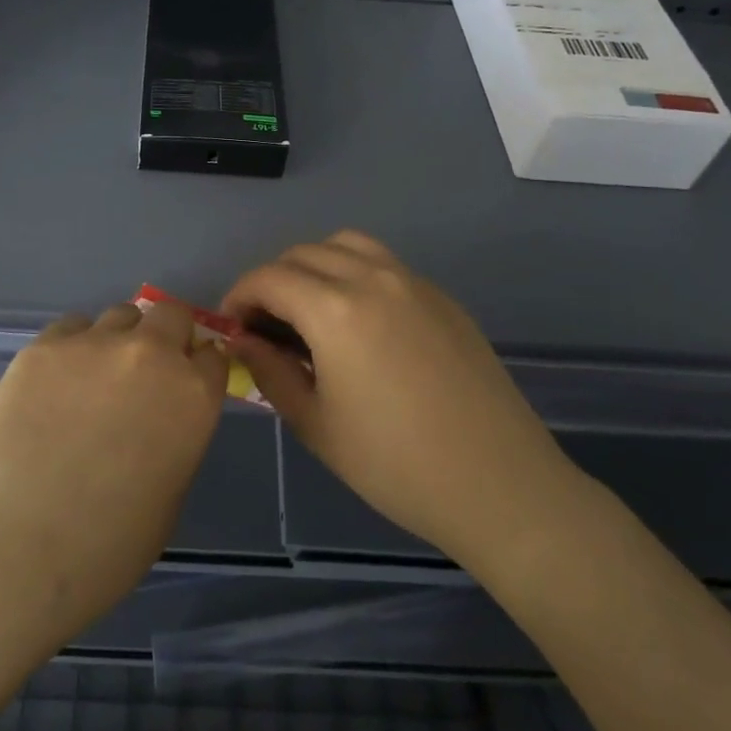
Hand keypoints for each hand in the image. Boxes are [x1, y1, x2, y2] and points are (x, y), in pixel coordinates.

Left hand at [0, 300, 227, 657]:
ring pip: (120, 316)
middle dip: (168, 338)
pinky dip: (73, 349)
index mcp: (192, 397)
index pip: (214, 358)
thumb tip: (161, 421)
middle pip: (172, 316)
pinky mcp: (42, 347)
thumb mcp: (168, 500)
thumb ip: (176, 441)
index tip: (187, 385)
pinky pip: (71, 330)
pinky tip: (53, 388)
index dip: (200, 370)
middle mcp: (150, 355)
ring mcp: (93, 345)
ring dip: (119, 340)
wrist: (9, 550)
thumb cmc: (103, 549)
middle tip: (145, 376)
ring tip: (93, 383)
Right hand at [222, 231, 576, 565]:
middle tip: (265, 326)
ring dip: (314, 266)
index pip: (269, 278)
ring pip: (347, 245)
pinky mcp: (442, 297)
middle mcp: (373, 279)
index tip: (232, 327)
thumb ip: (270, 372)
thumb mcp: (316, 424)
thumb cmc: (395, 465)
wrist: (499, 485)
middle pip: (304, 253)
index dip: (239, 296)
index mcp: (336, 310)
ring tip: (309, 311)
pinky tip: (358, 322)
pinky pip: (384, 264)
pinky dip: (354, 274)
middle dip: (272, 281)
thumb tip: (242, 340)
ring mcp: (414, 282)